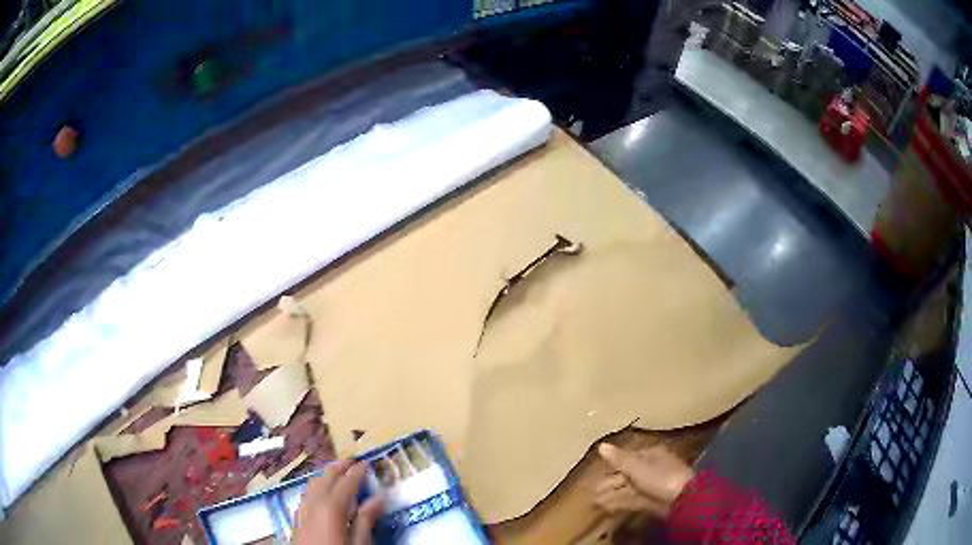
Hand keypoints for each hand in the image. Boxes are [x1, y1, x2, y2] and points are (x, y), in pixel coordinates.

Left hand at [293, 459, 383, 544]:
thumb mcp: (360, 544)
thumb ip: (366, 520)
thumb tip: (378, 498)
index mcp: (331, 507)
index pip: (346, 482)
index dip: (357, 472)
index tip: (367, 463)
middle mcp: (313, 504)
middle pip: (325, 478)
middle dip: (339, 467)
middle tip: (353, 462)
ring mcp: (302, 511)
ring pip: (312, 484)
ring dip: (326, 476)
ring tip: (338, 474)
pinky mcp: (296, 520)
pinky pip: (305, 496)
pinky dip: (316, 488)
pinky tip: (320, 494)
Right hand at [593, 443, 694, 517]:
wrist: (681, 499)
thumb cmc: (660, 477)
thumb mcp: (637, 467)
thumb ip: (619, 459)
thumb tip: (601, 445)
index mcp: (651, 455)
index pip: (629, 457)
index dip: (613, 464)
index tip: (596, 471)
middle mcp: (651, 469)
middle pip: (627, 474)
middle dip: (610, 482)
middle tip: (592, 490)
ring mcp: (652, 486)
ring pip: (628, 489)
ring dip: (611, 495)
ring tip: (594, 501)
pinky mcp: (651, 501)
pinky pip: (632, 500)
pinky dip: (619, 503)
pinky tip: (606, 507)